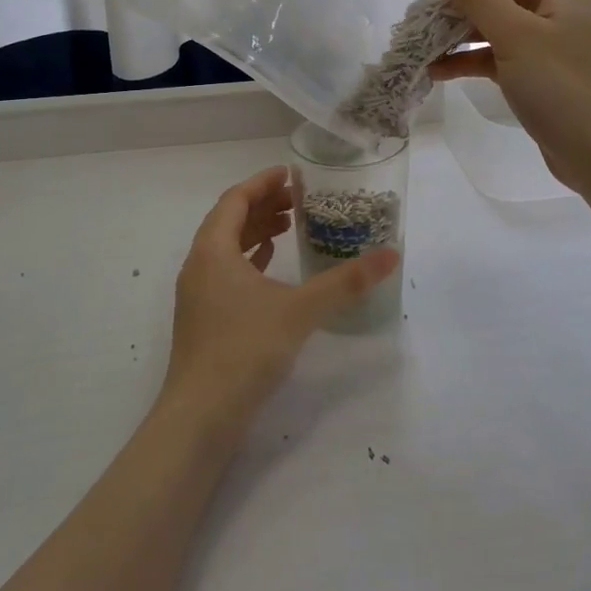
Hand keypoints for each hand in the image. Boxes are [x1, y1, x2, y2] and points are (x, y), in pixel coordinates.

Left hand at [162, 166, 398, 430]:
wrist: (201, 416)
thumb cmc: (245, 350)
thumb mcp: (300, 310)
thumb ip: (346, 282)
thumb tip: (392, 254)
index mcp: (212, 251)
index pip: (235, 199)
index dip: (262, 182)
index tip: (292, 174)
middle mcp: (199, 266)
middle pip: (229, 221)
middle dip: (263, 205)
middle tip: (299, 200)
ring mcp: (198, 295)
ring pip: (227, 249)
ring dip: (256, 233)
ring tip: (290, 227)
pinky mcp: (205, 320)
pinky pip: (227, 274)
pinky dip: (250, 262)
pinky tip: (271, 269)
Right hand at [430, 0, 590, 196]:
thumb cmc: (562, 87)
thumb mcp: (515, 37)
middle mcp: (560, 6)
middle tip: (425, 14)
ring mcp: (550, 42)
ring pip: (500, 22)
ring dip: (462, 31)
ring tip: (423, 45)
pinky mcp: (540, 74)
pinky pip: (501, 54)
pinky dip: (473, 59)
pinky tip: (438, 72)